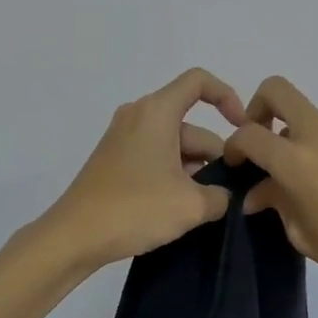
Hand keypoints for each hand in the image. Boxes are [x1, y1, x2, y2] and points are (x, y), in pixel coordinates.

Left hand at [41, 68, 248, 267]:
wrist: (74, 236)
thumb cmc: (135, 209)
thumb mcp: (191, 206)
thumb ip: (221, 195)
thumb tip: (225, 195)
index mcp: (156, 112)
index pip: (199, 82)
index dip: (227, 97)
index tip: (244, 129)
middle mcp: (138, 116)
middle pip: (190, 124)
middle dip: (215, 154)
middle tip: (232, 191)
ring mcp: (123, 138)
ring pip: (174, 144)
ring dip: (195, 170)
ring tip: (208, 207)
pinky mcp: (115, 161)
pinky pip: (156, 157)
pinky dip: (174, 175)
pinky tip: (182, 208)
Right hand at [222, 76, 317, 307]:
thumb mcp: (304, 236)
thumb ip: (277, 204)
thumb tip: (259, 193)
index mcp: (297, 161)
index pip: (249, 134)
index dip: (233, 146)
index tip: (235, 165)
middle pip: (278, 91)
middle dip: (259, 108)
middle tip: (261, 142)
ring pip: (308, 117)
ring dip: (293, 136)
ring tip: (301, 182)